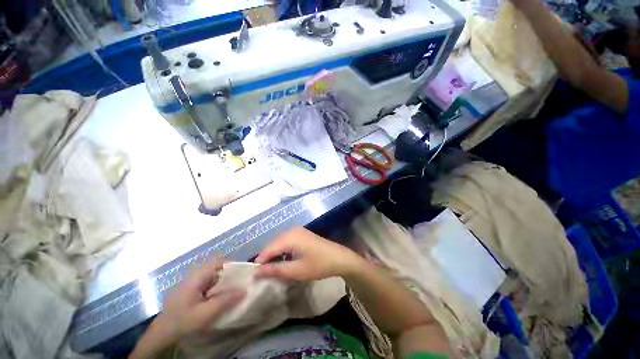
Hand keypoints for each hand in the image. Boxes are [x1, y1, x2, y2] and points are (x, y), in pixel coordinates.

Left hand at [153, 260, 245, 343]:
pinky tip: (220, 299)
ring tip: (232, 293)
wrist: (160, 335)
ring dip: (224, 283)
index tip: (242, 275)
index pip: (218, 262)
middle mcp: (194, 276)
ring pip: (213, 277)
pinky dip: (217, 289)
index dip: (232, 265)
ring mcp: (192, 283)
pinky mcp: (191, 290)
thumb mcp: (205, 314)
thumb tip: (245, 290)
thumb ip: (225, 301)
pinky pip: (208, 284)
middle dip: (230, 276)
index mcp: (197, 277)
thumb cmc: (182, 322)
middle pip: (217, 269)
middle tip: (240, 285)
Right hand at [255, 227, 362, 280]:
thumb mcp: (296, 270)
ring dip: (275, 256)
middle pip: (272, 244)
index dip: (260, 262)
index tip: (255, 277)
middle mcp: (291, 230)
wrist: (339, 258)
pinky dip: (283, 252)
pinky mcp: (302, 234)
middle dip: (267, 259)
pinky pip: (286, 242)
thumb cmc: (318, 265)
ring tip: (273, 271)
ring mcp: (297, 231)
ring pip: (279, 243)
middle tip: (264, 275)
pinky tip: (284, 262)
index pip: (267, 249)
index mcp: (289, 237)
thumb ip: (275, 270)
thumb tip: (256, 272)